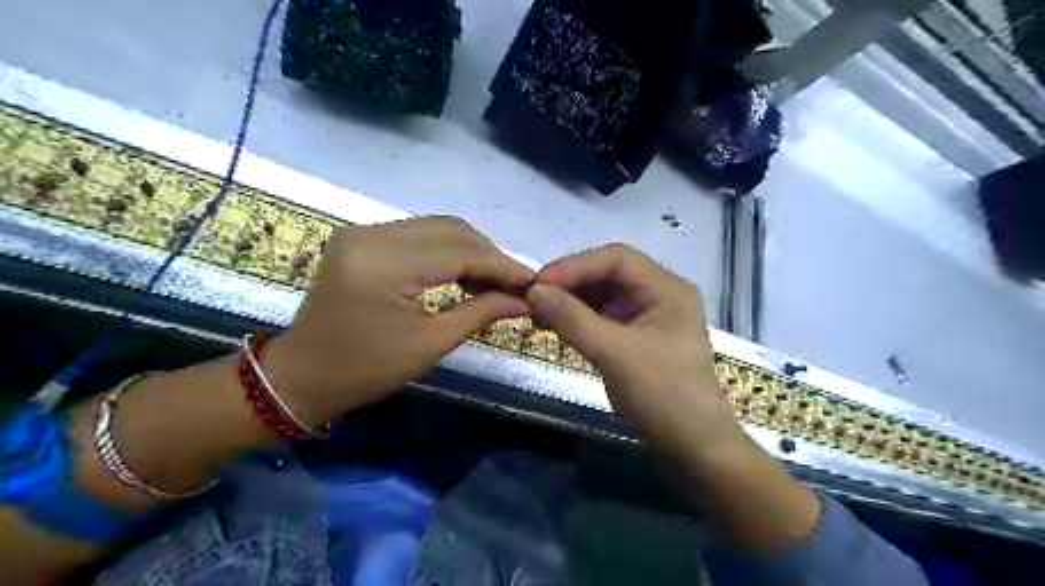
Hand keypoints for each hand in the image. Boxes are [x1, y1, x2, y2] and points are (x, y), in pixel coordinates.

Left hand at [265, 216, 533, 421]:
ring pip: (438, 228)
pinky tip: (463, 274)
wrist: (302, 374)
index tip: (534, 283)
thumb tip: (525, 300)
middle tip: (515, 286)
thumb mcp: (430, 345)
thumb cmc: (366, 371)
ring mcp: (363, 231)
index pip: (460, 252)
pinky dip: (448, 251)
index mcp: (384, 264)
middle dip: (490, 257)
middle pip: (452, 230)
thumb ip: (482, 312)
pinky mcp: (362, 237)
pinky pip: (419, 235)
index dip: (502, 266)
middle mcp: (372, 234)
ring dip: (472, 251)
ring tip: (494, 282)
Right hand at [526, 243, 736, 457]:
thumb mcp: (615, 354)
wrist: (694, 450)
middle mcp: (658, 295)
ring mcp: (647, 317)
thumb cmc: (663, 396)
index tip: (538, 284)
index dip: (574, 266)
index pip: (616, 258)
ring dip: (571, 302)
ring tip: (538, 313)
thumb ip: (572, 319)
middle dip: (570, 284)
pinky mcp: (636, 339)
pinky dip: (578, 320)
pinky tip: (556, 327)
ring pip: (602, 296)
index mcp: (667, 288)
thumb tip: (534, 291)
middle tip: (533, 298)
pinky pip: (602, 318)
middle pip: (608, 274)